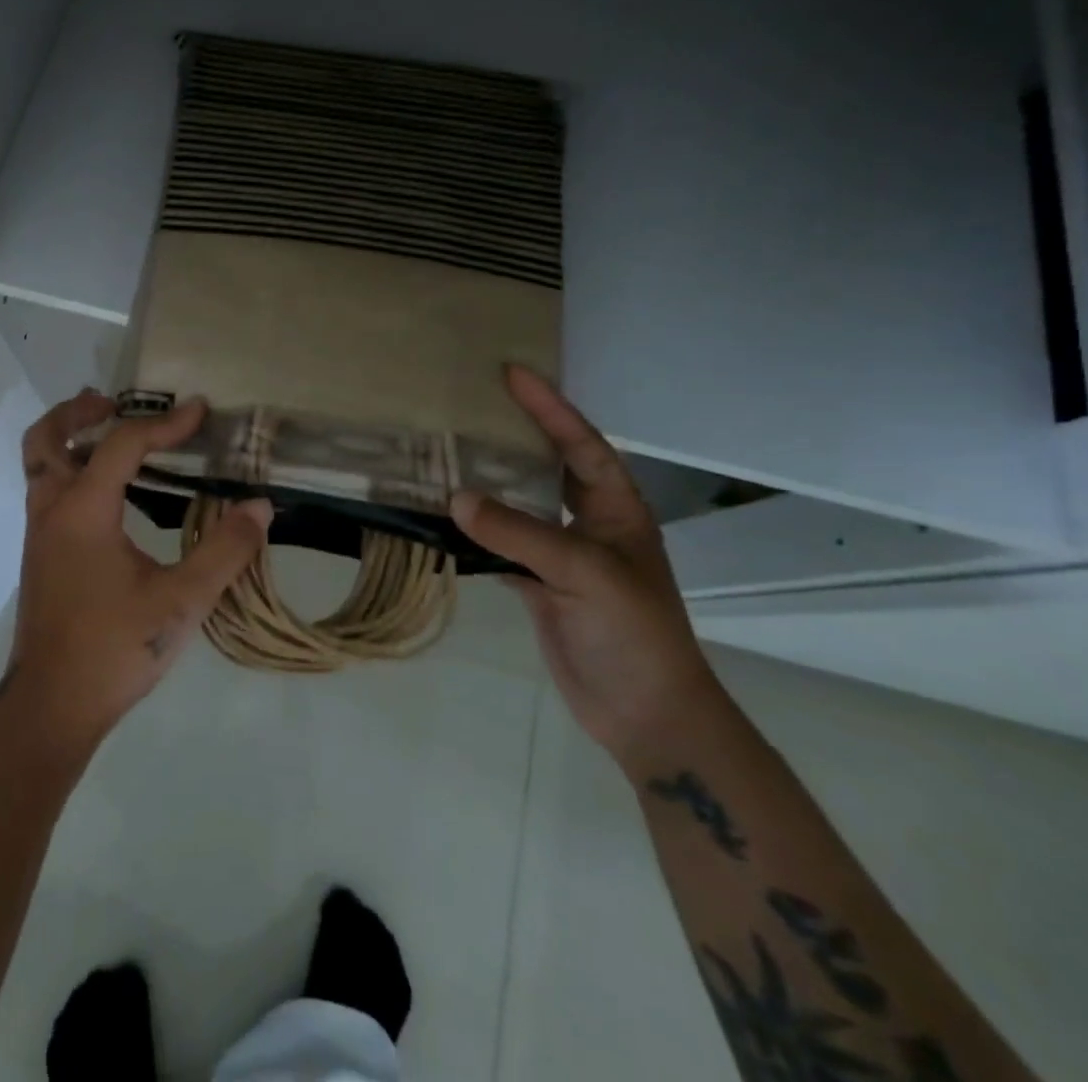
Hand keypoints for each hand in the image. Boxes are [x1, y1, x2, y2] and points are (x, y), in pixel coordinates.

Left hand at [1, 390, 272, 751]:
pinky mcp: (42, 556)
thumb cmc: (114, 650)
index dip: (164, 424)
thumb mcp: (181, 602)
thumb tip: (259, 507)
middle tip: (114, 401)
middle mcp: (52, 512)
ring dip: (70, 438)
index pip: (121, 445)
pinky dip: (72, 470)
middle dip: (78, 410)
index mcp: (83, 512)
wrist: (52, 707)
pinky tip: (111, 493)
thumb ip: (224, 551)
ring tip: (109, 431)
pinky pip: (49, 491)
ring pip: (41, 465)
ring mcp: (40, 535)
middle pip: (47, 438)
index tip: (200, 411)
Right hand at [450, 365, 726, 766]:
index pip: (581, 444)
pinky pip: (499, 545)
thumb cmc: (633, 632)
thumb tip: (455, 498)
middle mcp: (588, 525)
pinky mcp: (538, 585)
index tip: (512, 374)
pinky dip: (473, 531)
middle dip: (517, 434)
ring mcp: (561, 556)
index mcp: (616, 509)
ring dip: (489, 483)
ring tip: (448, 453)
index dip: (550, 407)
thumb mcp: (584, 573)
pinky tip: (443, 518)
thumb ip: (520, 533)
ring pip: (520, 507)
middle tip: (472, 405)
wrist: (644, 713)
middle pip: (548, 466)